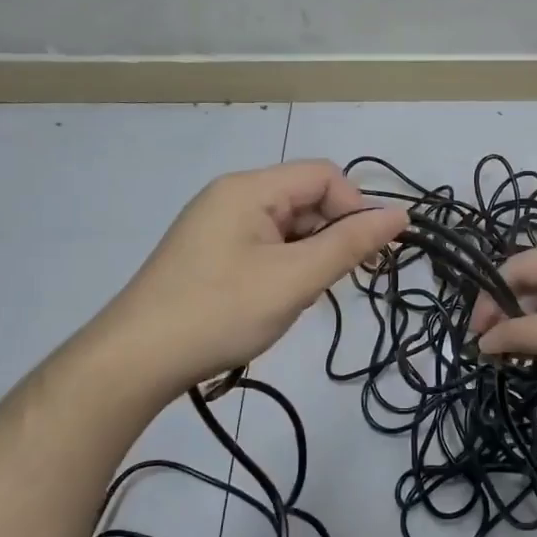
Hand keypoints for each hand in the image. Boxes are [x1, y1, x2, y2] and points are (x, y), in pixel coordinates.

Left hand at [106, 160, 406, 397]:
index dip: (354, 208)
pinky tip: (276, 302)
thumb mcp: (294, 279)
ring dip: (308, 257)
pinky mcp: (210, 255)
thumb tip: (400, 215)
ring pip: (287, 228)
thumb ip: (350, 245)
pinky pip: (264, 248)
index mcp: (249, 189)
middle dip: (331, 236)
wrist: (136, 361)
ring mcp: (217, 227)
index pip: (323, 176)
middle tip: (333, 283)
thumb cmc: (220, 312)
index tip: (368, 255)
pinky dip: (284, 269)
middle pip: (304, 199)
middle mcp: (231, 197)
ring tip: (299, 298)